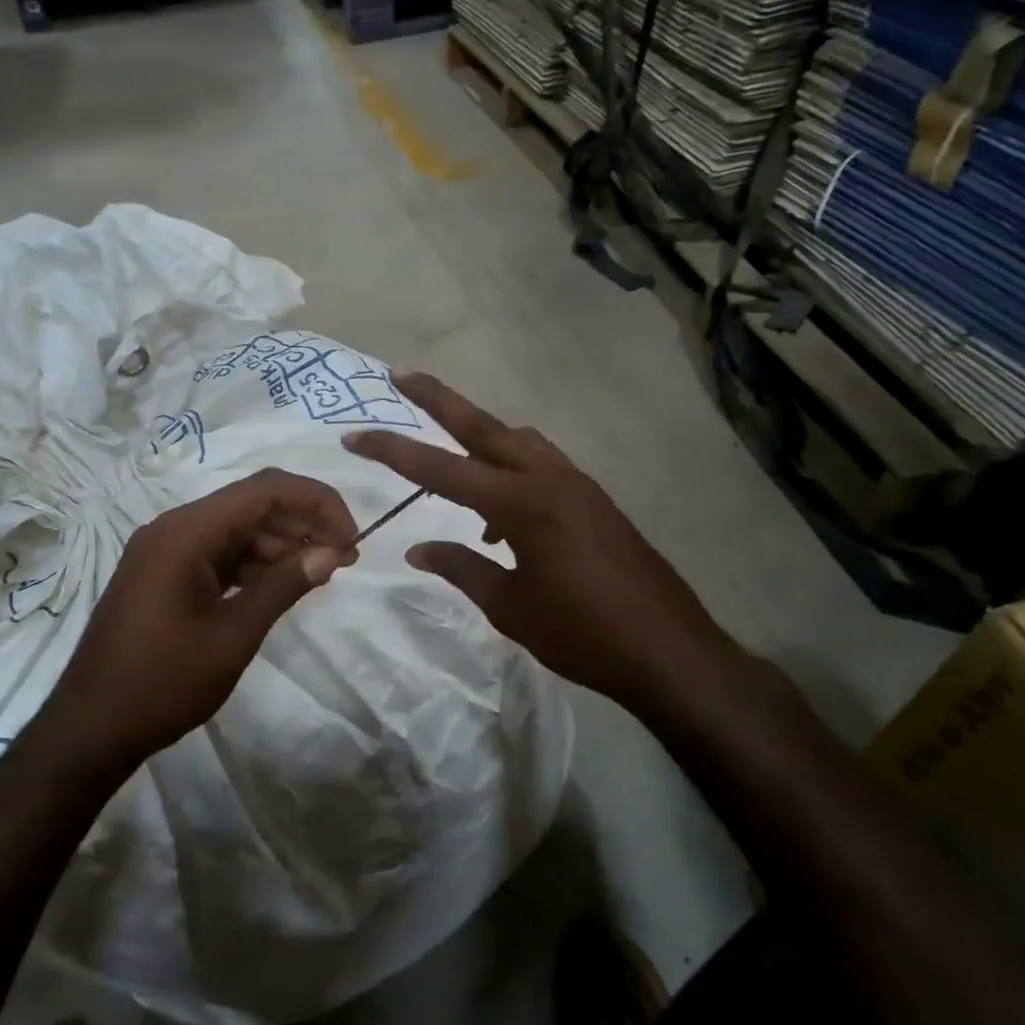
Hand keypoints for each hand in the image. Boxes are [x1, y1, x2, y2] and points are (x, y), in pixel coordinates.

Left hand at [45, 469, 357, 772]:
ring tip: (319, 574)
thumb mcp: (234, 635)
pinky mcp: (164, 574)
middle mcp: (173, 528)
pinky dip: (253, 563)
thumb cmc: (164, 682)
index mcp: (186, 532)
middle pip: (251, 504)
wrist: (91, 728)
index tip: (351, 537)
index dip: (317, 502)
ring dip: (280, 544)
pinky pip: (218, 553)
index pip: (265, 489)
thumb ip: (285, 585)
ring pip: (237, 529)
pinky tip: (280, 584)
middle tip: (344, 558)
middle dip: (303, 524)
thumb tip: (332, 552)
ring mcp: (165, 551)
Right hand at [344, 373, 732, 711]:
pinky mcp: (595, 500)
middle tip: (400, 374)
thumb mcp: (510, 608)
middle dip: (439, 399)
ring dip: (481, 439)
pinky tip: (503, 521)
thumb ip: (462, 568)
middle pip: (484, 426)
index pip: (441, 470)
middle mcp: (549, 479)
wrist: (669, 650)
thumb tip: (417, 549)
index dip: (393, 451)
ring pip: (518, 441)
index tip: (355, 435)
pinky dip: (513, 474)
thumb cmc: (582, 634)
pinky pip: (543, 468)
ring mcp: (578, 485)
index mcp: (521, 505)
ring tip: (452, 467)